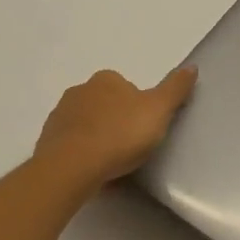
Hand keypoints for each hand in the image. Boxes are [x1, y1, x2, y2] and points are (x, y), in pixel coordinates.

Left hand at [30, 67, 196, 194]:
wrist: (72, 167)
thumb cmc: (120, 135)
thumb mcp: (158, 111)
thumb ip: (175, 88)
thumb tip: (192, 66)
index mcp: (106, 80)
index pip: (126, 88)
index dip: (138, 108)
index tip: (144, 130)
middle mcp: (79, 90)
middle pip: (104, 105)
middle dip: (115, 122)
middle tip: (129, 148)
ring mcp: (60, 115)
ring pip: (85, 124)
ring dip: (96, 138)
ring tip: (110, 164)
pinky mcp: (46, 141)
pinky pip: (70, 145)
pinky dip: (80, 154)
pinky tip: (91, 172)